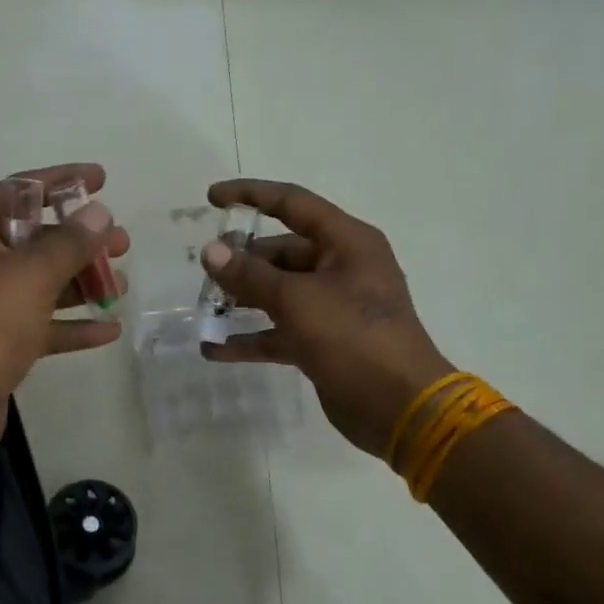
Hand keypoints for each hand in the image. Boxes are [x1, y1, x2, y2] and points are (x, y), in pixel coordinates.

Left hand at [0, 163, 129, 469]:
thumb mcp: (30, 275)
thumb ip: (69, 241)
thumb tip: (98, 212)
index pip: (17, 191)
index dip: (60, 181)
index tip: (101, 179)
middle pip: (33, 240)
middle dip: (79, 241)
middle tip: (122, 242)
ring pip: (39, 285)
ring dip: (80, 283)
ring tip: (122, 284)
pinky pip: (39, 327)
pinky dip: (70, 326)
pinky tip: (109, 331)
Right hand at [200, 179, 452, 457]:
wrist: (399, 408)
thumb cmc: (354, 339)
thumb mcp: (298, 300)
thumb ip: (250, 275)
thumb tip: (210, 251)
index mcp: (347, 243)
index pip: (292, 204)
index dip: (251, 195)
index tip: (211, 199)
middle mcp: (341, 268)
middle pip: (281, 252)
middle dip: (241, 260)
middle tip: (204, 271)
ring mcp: (332, 308)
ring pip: (277, 292)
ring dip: (241, 299)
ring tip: (203, 307)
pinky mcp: (322, 343)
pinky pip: (279, 331)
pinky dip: (250, 337)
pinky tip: (214, 349)